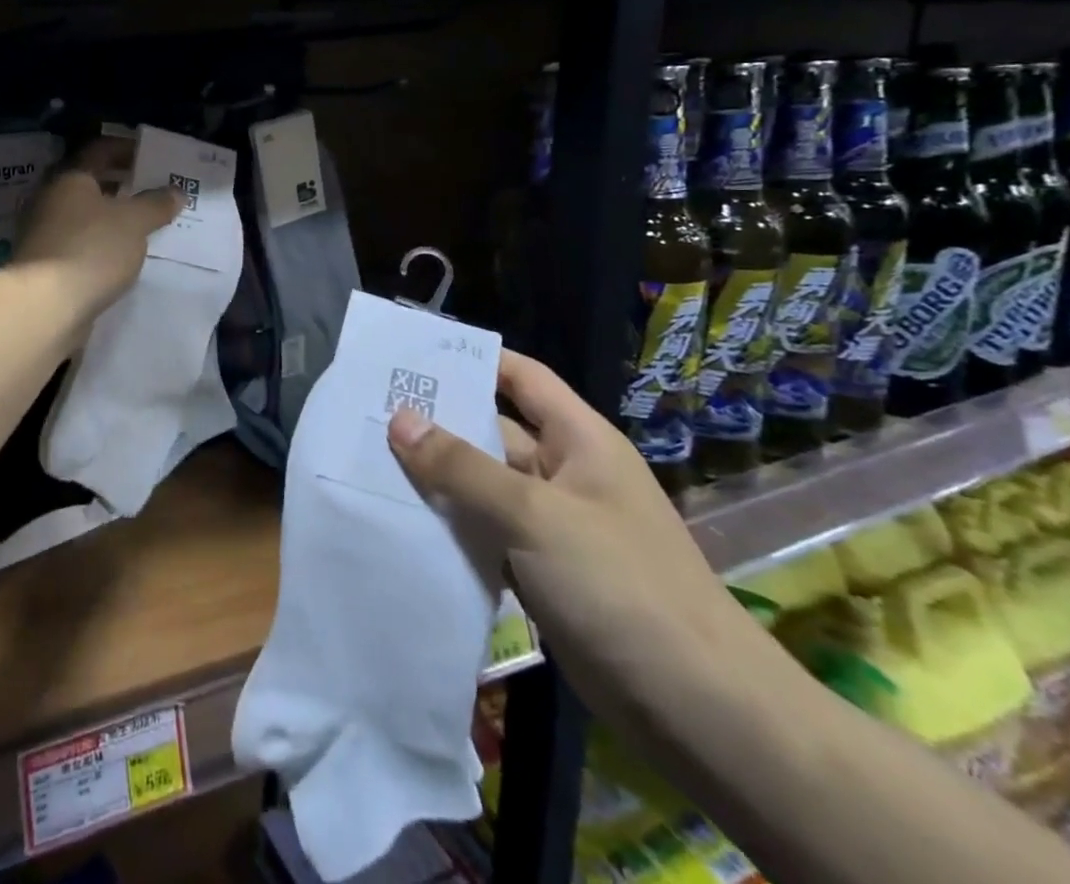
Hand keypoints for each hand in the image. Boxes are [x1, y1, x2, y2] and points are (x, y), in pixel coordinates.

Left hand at [14, 138, 182, 321]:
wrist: (47, 305)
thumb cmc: (92, 248)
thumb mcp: (134, 222)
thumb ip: (156, 204)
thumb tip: (175, 192)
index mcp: (70, 177)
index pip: (99, 150)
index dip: (126, 148)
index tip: (151, 155)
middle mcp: (51, 198)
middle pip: (89, 182)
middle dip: (120, 183)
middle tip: (151, 188)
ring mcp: (44, 232)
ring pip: (83, 214)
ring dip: (110, 215)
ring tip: (142, 222)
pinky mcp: (45, 263)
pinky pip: (79, 241)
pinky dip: (100, 241)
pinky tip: (121, 253)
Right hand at [386, 351, 765, 725]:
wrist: (703, 715)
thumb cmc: (621, 587)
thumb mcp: (535, 516)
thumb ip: (462, 468)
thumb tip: (400, 420)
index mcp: (578, 440)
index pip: (520, 377)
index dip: (471, 359)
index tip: (410, 354)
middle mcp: (564, 474)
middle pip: (491, 432)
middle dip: (435, 421)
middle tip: (366, 408)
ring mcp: (552, 527)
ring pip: (482, 486)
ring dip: (435, 478)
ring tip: (366, 459)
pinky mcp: (540, 573)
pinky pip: (485, 534)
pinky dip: (449, 527)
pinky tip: (398, 521)